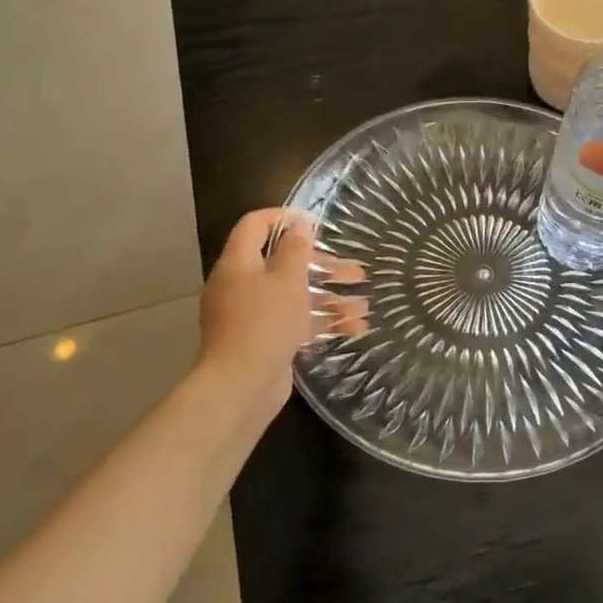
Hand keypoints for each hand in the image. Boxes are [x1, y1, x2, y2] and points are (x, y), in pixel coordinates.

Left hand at [198, 209, 367, 405]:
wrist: (241, 385)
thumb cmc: (265, 322)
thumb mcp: (287, 279)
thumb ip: (296, 249)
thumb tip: (299, 224)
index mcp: (239, 264)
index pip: (255, 226)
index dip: (284, 217)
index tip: (317, 222)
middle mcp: (242, 286)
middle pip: (284, 264)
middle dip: (324, 267)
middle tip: (356, 272)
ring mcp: (253, 316)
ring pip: (295, 297)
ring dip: (330, 299)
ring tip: (363, 307)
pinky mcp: (265, 341)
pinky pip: (296, 323)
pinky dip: (321, 323)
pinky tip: (353, 328)